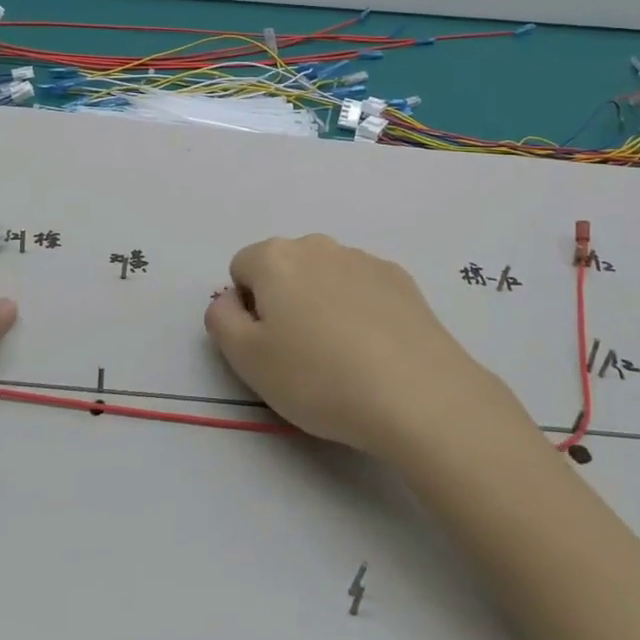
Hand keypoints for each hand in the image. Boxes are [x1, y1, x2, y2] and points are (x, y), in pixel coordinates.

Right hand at [204, 234, 523, 459]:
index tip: (267, 346)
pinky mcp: (400, 278)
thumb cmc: (318, 378)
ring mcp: (363, 259)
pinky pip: (362, 288)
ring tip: (343, 358)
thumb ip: (221, 320)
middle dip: (284, 302)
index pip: (241, 268)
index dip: (247, 309)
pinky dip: (359, 310)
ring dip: (322, 304)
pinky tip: (375, 350)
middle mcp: (318, 245)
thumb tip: (230, 300)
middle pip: (284, 268)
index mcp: (276, 258)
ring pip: (325, 277)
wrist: (417, 393)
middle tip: (301, 354)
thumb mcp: (247, 359)